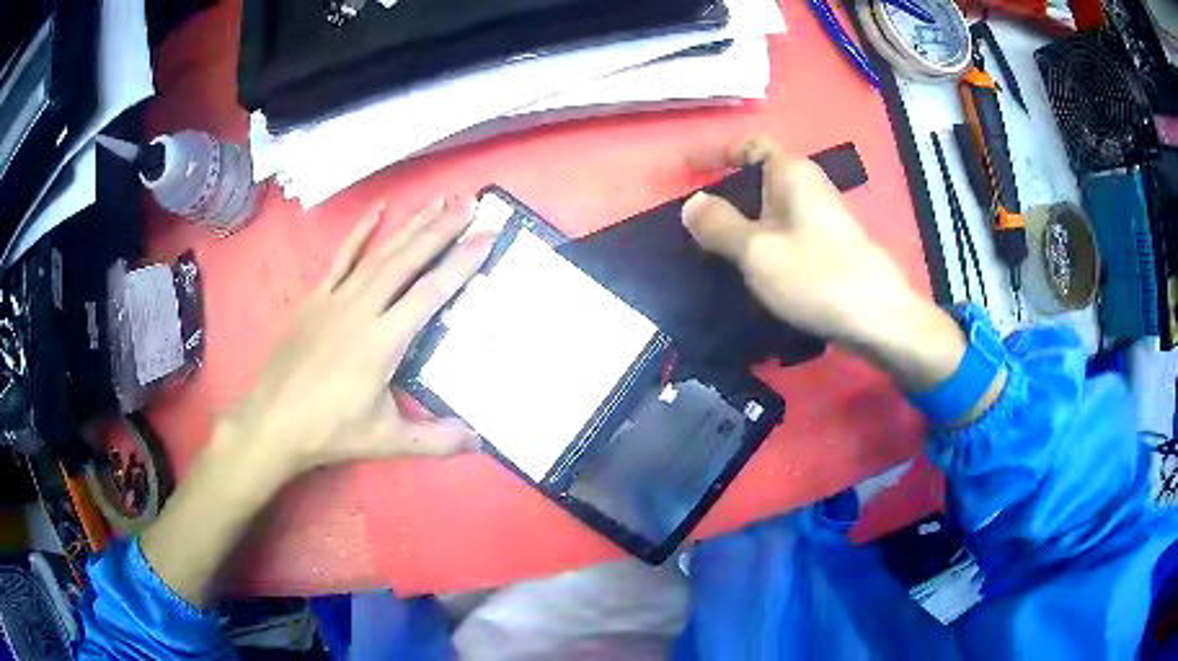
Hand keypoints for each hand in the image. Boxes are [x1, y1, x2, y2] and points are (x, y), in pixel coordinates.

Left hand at [226, 197, 491, 476]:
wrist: (273, 422)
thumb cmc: (330, 431)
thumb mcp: (387, 440)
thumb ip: (436, 440)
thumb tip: (480, 440)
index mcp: (382, 341)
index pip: (430, 292)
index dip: (461, 262)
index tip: (487, 235)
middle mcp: (362, 309)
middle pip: (407, 261)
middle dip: (441, 229)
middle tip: (470, 203)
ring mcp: (336, 299)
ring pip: (379, 254)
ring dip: (411, 226)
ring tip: (438, 201)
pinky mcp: (315, 298)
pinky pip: (341, 258)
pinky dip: (360, 232)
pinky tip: (378, 209)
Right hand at [681, 137, 967, 391]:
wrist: (879, 319)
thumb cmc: (817, 276)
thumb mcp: (757, 251)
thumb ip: (719, 225)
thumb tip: (692, 204)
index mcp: (793, 174)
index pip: (751, 145)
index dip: (718, 152)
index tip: (688, 167)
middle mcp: (810, 187)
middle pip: (761, 177)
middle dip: (728, 192)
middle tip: (696, 217)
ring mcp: (823, 219)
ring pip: (773, 209)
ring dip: (744, 221)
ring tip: (715, 247)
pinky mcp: (829, 247)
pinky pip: (786, 233)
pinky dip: (763, 241)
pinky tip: (753, 269)